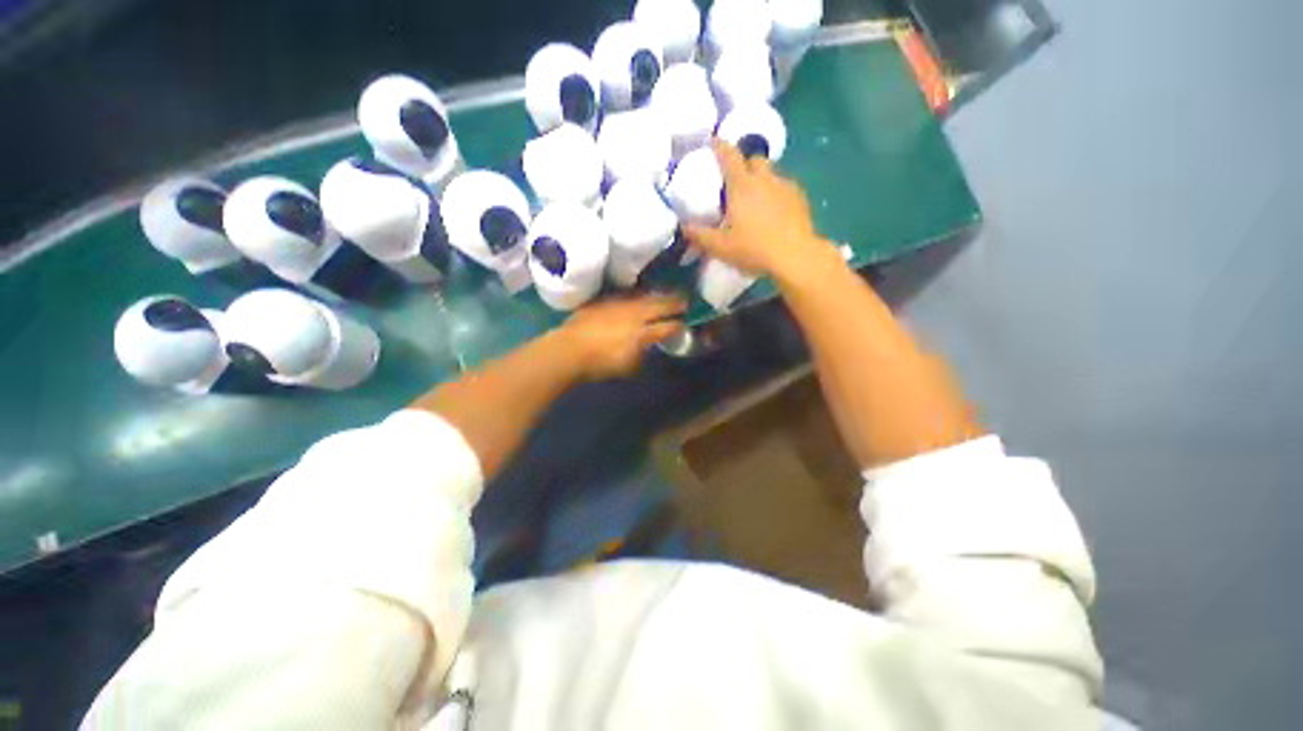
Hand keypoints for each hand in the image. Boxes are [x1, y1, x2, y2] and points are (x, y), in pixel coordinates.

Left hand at [556, 294, 686, 379]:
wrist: (568, 350)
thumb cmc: (600, 363)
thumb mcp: (628, 366)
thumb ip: (642, 353)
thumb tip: (649, 345)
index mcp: (643, 332)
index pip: (667, 326)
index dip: (678, 325)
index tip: (684, 325)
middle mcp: (635, 314)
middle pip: (659, 304)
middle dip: (674, 302)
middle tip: (685, 300)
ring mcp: (619, 304)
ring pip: (644, 296)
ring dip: (657, 295)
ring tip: (664, 294)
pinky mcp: (604, 301)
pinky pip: (626, 295)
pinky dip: (636, 296)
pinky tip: (637, 296)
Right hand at [685, 140, 842, 284]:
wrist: (794, 256)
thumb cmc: (753, 249)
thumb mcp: (720, 247)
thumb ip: (699, 235)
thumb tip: (683, 227)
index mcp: (742, 186)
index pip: (729, 156)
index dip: (720, 146)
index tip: (713, 141)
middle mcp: (764, 179)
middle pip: (754, 159)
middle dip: (744, 164)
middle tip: (736, 181)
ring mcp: (785, 186)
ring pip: (771, 173)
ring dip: (761, 179)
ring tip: (756, 199)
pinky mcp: (800, 198)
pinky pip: (784, 187)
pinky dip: (776, 193)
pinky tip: (774, 211)